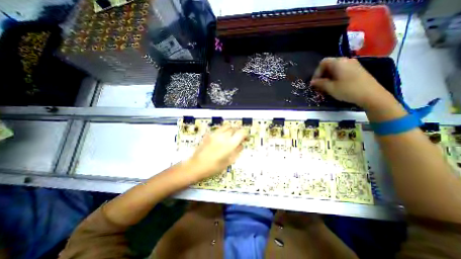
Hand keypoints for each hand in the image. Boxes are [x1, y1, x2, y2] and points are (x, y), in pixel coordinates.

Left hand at [185, 125, 247, 181]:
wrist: (196, 166)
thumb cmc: (214, 167)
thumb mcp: (229, 162)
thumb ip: (237, 151)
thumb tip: (241, 145)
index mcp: (230, 144)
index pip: (242, 132)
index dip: (245, 134)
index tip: (246, 138)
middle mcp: (224, 136)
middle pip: (235, 128)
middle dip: (239, 131)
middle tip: (239, 138)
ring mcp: (216, 134)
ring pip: (227, 126)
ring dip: (232, 129)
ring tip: (231, 135)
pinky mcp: (210, 134)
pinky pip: (220, 129)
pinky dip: (224, 130)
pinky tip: (222, 137)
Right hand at [309, 57, 391, 108]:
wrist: (371, 95)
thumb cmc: (347, 90)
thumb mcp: (330, 88)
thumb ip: (320, 83)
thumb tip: (312, 82)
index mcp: (338, 63)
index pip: (323, 63)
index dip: (316, 72)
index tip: (315, 83)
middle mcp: (346, 60)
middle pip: (329, 65)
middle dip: (322, 75)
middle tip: (319, 85)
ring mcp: (353, 64)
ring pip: (335, 68)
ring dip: (328, 77)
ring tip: (326, 86)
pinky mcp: (357, 70)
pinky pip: (342, 70)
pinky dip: (336, 77)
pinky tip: (336, 85)